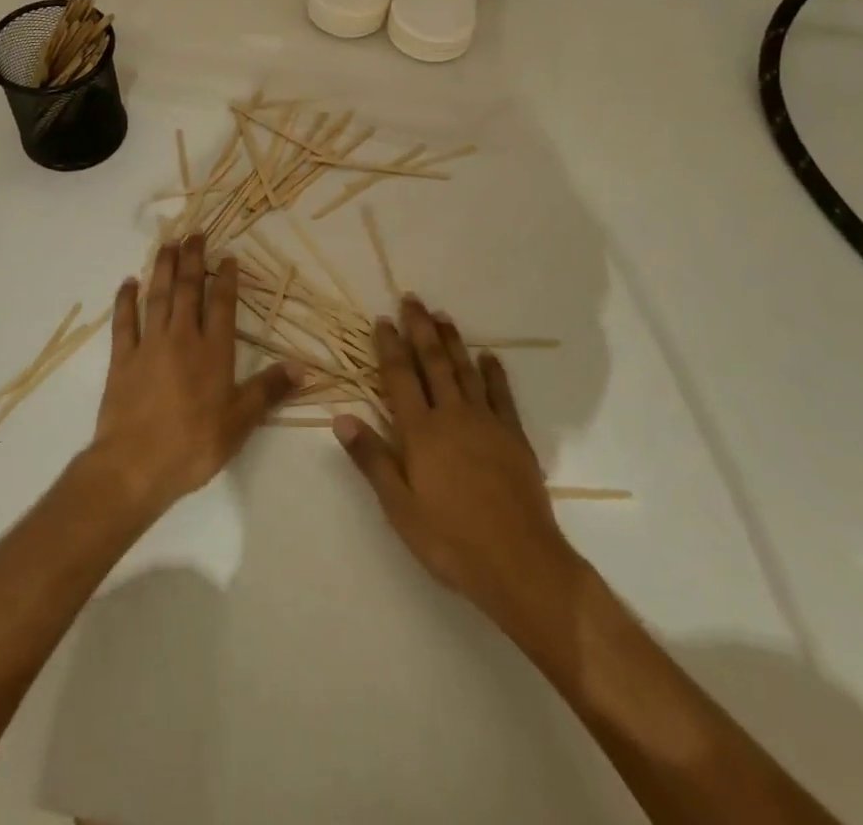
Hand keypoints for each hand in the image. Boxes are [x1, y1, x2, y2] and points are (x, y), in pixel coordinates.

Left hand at [82, 234, 294, 520]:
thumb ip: (269, 390)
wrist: (135, 466)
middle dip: (192, 259)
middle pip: (187, 289)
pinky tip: (128, 283)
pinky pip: (124, 322)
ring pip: (157, 296)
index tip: (227, 255)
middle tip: (194, 234)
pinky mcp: (122, 359)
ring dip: (161, 268)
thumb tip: (302, 367)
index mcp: (213, 351)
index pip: (221, 304)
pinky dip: (125, 300)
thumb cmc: (193, 445)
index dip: (225, 277)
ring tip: (166, 244)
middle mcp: (181, 338)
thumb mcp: (240, 422)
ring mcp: (149, 345)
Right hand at [335, 297, 575, 621]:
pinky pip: (502, 395)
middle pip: (434, 363)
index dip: (390, 346)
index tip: (382, 319)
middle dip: (420, 329)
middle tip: (412, 299)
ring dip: (452, 341)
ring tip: (442, 315)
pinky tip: (489, 356)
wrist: (520, 563)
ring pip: (465, 371)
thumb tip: (341, 417)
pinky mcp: (514, 437)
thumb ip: (372, 459)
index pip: (400, 377)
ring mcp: (487, 423)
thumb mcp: (400, 508)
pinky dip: (494, 373)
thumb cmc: (450, 540)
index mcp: (421, 432)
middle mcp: (452, 416)